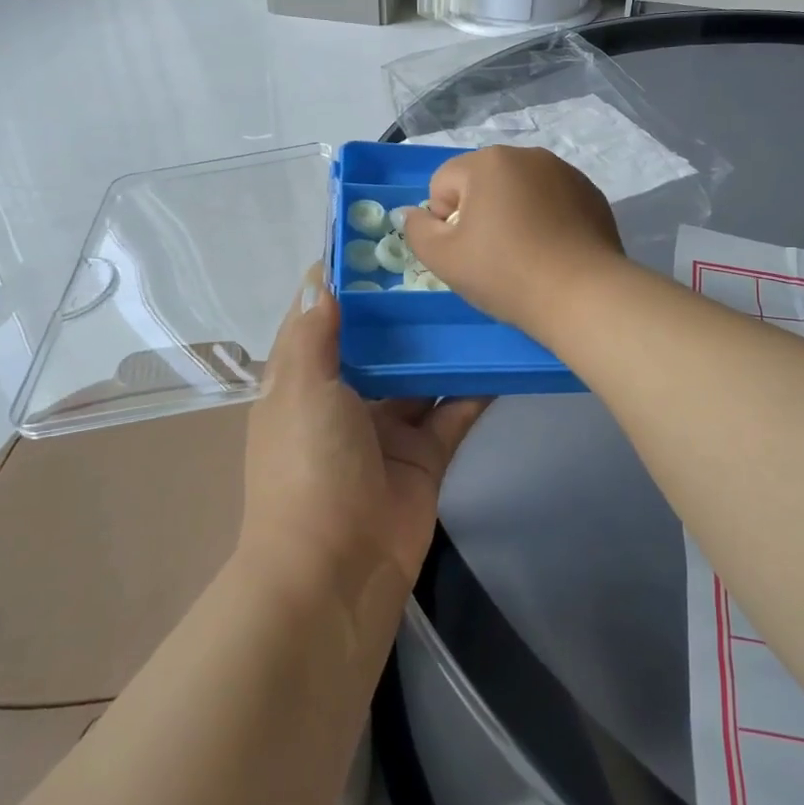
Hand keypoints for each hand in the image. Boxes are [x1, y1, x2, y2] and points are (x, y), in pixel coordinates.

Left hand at [240, 267, 489, 598]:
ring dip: (446, 342)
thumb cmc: (308, 465)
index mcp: (305, 379)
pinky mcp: (427, 452)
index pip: (324, 316)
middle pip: (381, 341)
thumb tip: (319, 278)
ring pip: (423, 372)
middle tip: (450, 258)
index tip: (384, 235)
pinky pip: (455, 409)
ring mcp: (388, 426)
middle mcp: (346, 397)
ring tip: (483, 295)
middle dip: (409, 307)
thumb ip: (314, 333)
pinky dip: (476, 385)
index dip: (349, 279)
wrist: (336, 569)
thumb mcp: (300, 388)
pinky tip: (503, 349)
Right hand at [401, 146, 623, 333]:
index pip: (443, 184)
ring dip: (513, 214)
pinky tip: (553, 251)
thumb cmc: (506, 273)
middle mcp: (527, 155)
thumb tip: (412, 212)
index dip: (444, 221)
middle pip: (482, 183)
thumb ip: (417, 230)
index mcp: (488, 161)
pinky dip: (545, 219)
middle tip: (493, 256)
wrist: (582, 295)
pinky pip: (552, 200)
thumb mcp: (444, 259)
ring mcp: (564, 172)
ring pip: (519, 190)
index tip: (466, 251)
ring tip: (526, 254)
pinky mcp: (590, 193)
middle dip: (479, 213)